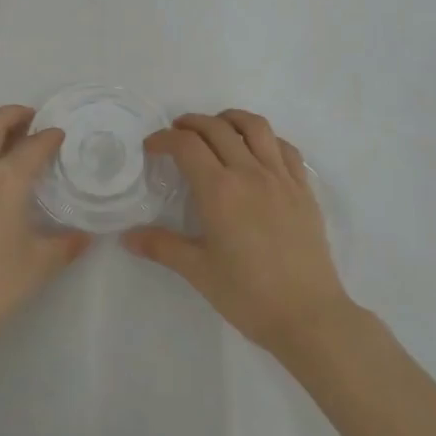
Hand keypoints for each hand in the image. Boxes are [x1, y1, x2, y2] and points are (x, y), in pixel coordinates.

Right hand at [125, 110, 353, 354]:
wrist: (309, 316)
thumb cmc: (248, 295)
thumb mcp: (198, 271)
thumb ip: (161, 247)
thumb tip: (127, 237)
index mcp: (219, 190)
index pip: (186, 145)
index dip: (164, 138)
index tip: (152, 148)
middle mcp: (250, 173)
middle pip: (217, 128)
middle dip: (191, 123)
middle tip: (177, 134)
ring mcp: (281, 178)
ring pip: (256, 127)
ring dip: (230, 119)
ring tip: (217, 128)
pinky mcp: (304, 190)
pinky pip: (286, 148)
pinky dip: (266, 139)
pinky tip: (257, 151)